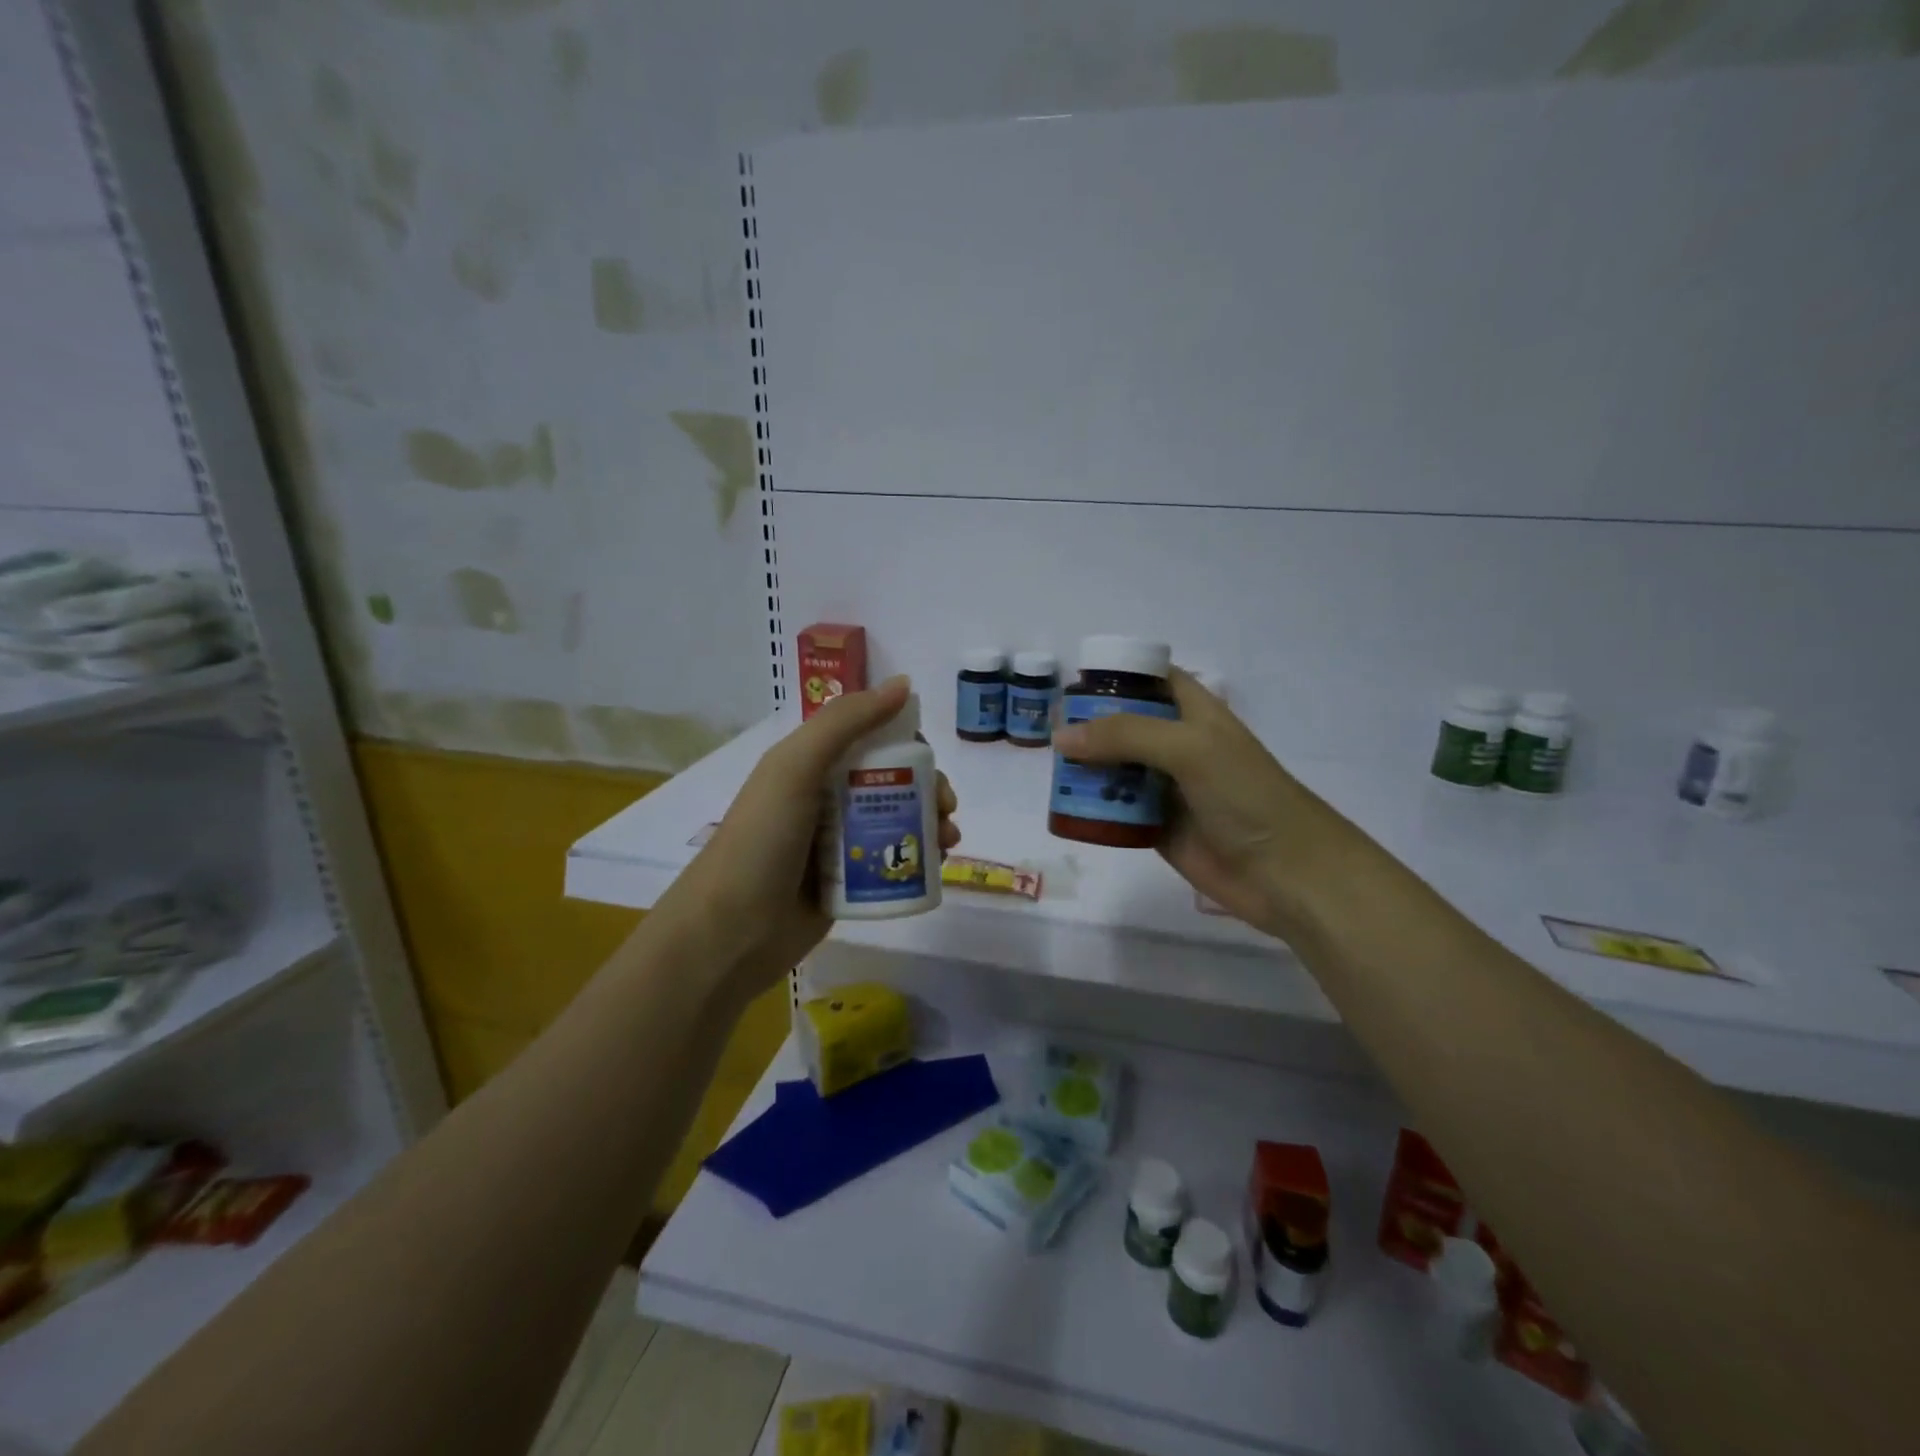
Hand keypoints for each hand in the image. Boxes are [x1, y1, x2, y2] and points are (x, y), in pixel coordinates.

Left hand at [660, 676, 958, 996]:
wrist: (730, 931)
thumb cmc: (761, 839)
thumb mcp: (796, 767)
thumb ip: (846, 722)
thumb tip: (904, 684)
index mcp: (810, 764)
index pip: (871, 739)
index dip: (907, 743)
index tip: (931, 761)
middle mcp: (826, 799)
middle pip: (893, 781)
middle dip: (928, 789)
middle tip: (945, 808)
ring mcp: (838, 843)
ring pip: (898, 821)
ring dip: (930, 823)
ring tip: (948, 841)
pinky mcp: (849, 883)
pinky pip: (892, 861)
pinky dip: (919, 858)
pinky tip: (938, 865)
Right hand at [1051, 668, 1357, 940]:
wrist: (1286, 872)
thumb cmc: (1245, 795)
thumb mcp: (1190, 748)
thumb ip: (1126, 736)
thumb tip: (1062, 737)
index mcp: (1194, 713)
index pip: (1152, 680)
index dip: (1118, 676)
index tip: (1074, 683)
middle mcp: (1177, 745)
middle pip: (1124, 726)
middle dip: (1089, 727)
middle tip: (1049, 731)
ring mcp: (1166, 788)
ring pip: (1116, 769)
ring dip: (1086, 768)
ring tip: (1049, 770)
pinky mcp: (1156, 827)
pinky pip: (1117, 811)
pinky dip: (1093, 808)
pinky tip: (1065, 808)